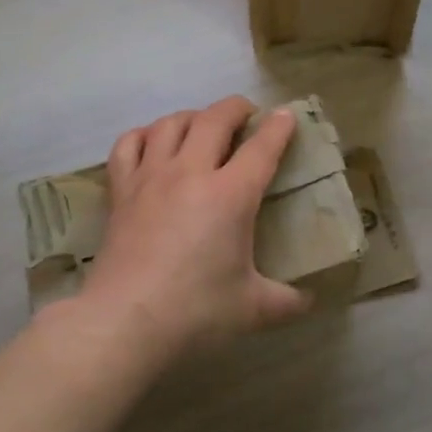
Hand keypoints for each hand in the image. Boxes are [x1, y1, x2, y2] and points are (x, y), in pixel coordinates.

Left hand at [73, 96, 311, 361]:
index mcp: (231, 195)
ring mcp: (151, 178)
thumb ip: (287, 301)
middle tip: (246, 114)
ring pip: (171, 124)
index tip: (285, 115)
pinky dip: (143, 135)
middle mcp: (191, 173)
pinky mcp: (121, 191)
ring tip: (202, 126)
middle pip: (214, 119)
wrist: (124, 322)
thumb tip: (310, 299)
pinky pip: (128, 144)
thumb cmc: (195, 312)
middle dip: (235, 108)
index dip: (278, 127)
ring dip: (192, 116)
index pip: (261, 147)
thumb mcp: (253, 309)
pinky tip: (152, 142)